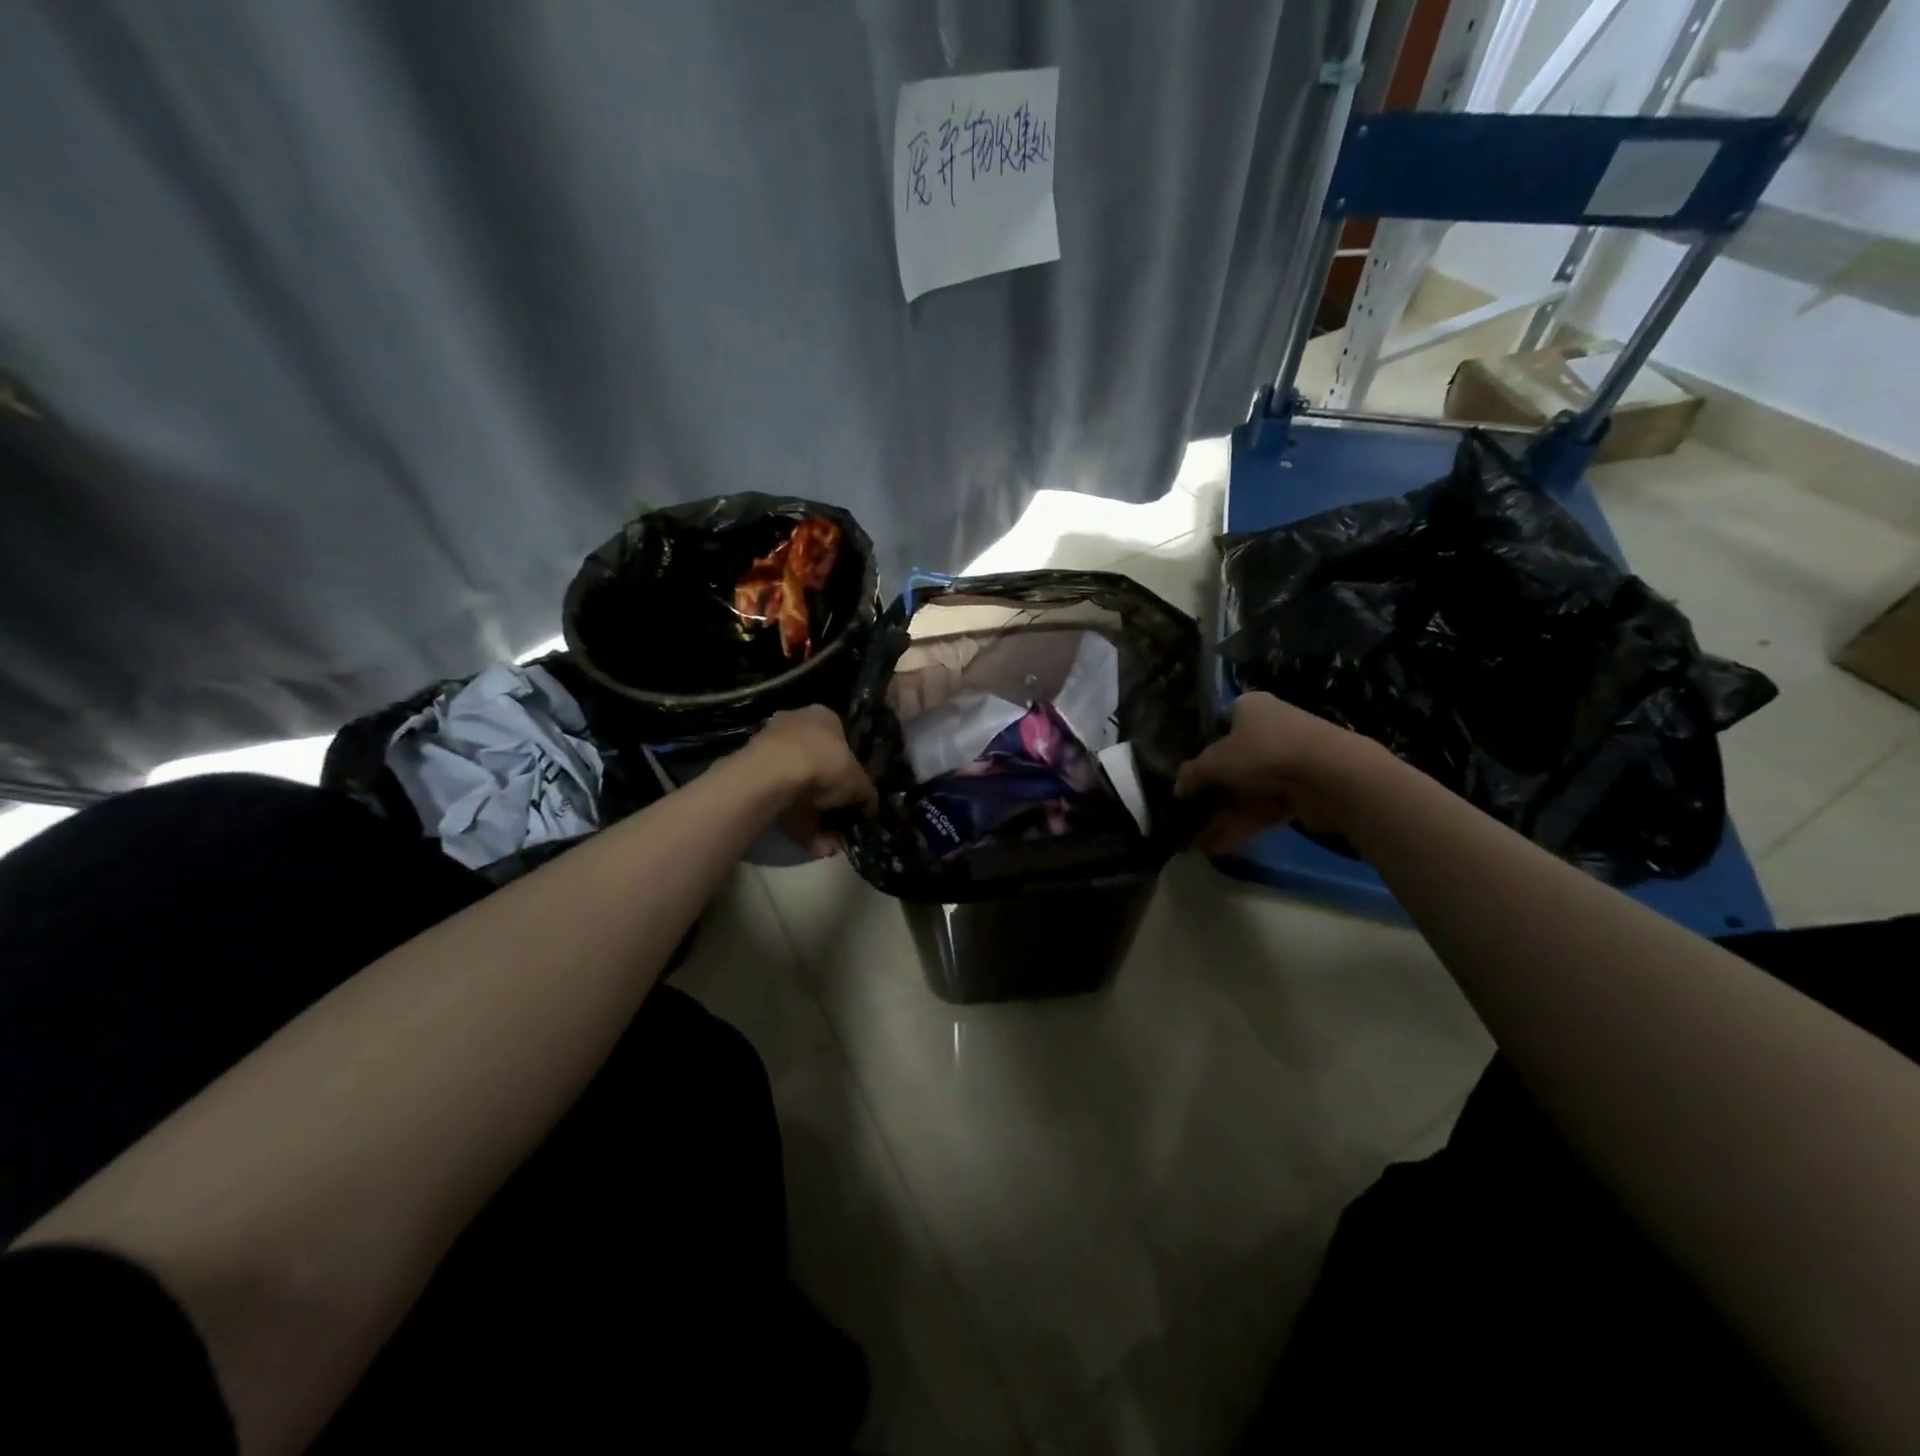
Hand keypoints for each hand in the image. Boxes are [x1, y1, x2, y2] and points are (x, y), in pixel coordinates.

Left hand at [745, 705, 877, 854]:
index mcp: (824, 716)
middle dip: (830, 799)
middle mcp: (795, 724)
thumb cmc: (824, 764)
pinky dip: (797, 824)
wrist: (772, 774)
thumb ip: (867, 794)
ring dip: (815, 818)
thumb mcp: (858, 782)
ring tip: (829, 845)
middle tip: (841, 822)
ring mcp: (770, 748)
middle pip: (817, 765)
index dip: (850, 769)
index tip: (854, 794)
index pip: (841, 740)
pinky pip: (781, 801)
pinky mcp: (752, 774)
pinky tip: (813, 845)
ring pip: (798, 788)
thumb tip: (870, 807)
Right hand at [1175, 692, 1391, 852]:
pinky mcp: (1303, 791)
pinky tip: (1216, 847)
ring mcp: (1288, 761)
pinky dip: (1241, 825)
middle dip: (1209, 794)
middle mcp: (1271, 729)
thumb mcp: (1215, 762)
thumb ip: (1192, 774)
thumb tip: (1178, 788)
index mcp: (1250, 708)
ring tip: (1194, 842)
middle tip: (1187, 815)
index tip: (1185, 778)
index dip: (1200, 752)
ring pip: (1247, 791)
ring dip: (1221, 816)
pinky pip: (1264, 808)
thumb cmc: (1263, 751)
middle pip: (1232, 764)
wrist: (1331, 775)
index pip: (1219, 727)